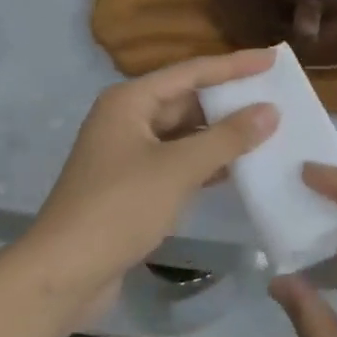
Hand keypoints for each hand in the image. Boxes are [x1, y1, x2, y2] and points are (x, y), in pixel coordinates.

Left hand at [24, 49, 278, 311]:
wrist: (61, 276)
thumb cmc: (119, 208)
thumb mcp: (178, 169)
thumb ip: (227, 138)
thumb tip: (270, 111)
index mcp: (130, 101)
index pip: (192, 72)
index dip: (234, 65)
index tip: (272, 59)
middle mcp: (128, 118)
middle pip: (187, 99)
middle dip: (229, 100)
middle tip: (274, 95)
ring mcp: (129, 153)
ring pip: (184, 133)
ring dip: (221, 133)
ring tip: (267, 128)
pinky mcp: (133, 185)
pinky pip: (178, 161)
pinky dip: (207, 161)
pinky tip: (239, 167)